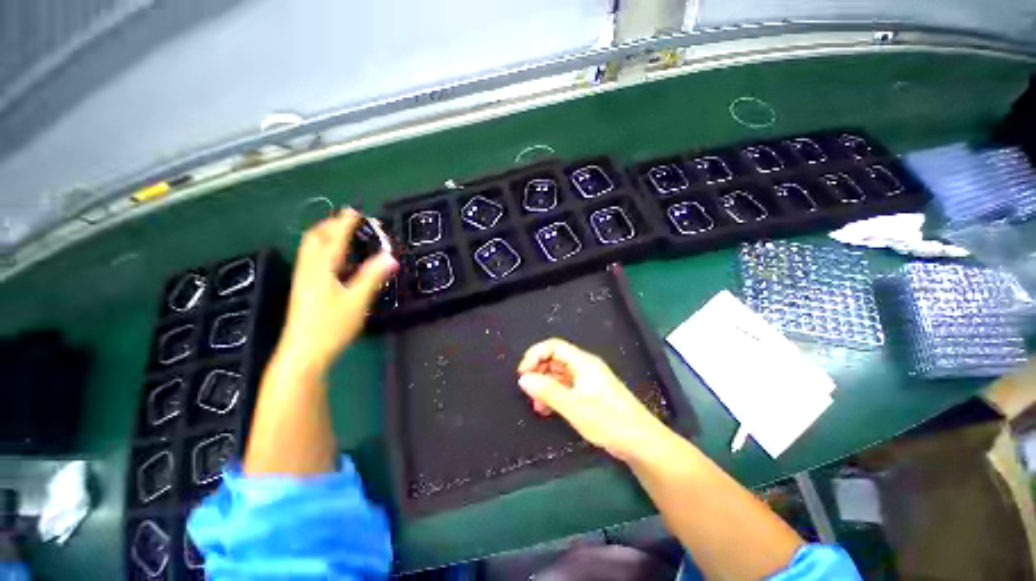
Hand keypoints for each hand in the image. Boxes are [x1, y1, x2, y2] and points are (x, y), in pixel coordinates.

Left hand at [275, 208, 396, 377]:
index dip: (345, 223)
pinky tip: (334, 260)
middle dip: (330, 224)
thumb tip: (391, 257)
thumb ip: (373, 277)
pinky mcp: (303, 289)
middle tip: (347, 219)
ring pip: (310, 248)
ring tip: (340, 232)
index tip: (356, 211)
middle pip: (315, 238)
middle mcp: (308, 269)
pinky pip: (312, 259)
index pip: (334, 238)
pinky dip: (323, 249)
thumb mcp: (357, 301)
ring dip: (325, 235)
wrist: (302, 353)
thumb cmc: (331, 326)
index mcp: (321, 268)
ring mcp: (303, 279)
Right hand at [516, 338, 669, 461]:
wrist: (641, 442)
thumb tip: (523, 379)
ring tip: (537, 405)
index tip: (522, 373)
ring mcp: (587, 380)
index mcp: (582, 362)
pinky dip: (554, 395)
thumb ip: (547, 391)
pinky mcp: (589, 393)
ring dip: (545, 386)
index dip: (535, 355)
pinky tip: (548, 409)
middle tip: (528, 390)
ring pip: (559, 375)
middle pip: (555, 359)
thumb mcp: (573, 406)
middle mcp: (584, 367)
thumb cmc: (608, 420)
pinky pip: (565, 387)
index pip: (553, 346)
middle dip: (538, 372)